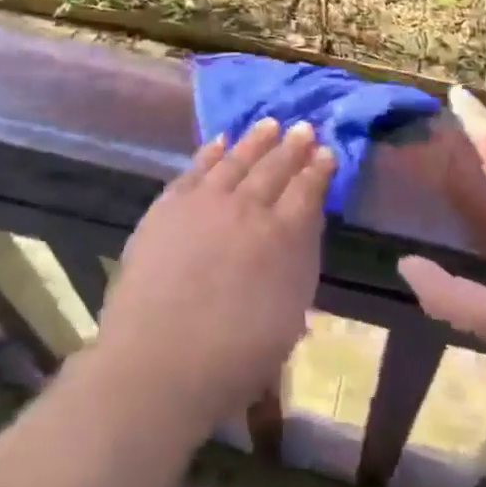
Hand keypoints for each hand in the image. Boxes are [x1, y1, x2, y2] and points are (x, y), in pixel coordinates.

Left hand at [93, 119, 334, 437]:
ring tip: (270, 123)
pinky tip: (220, 141)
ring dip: (256, 140)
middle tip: (304, 128)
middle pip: (275, 168)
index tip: (328, 152)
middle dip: (293, 146)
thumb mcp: (289, 316)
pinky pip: (195, 168)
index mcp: (284, 237)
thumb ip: (300, 262)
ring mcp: (206, 202)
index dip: (319, 170)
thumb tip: (305, 225)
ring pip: (237, 159)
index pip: (308, 191)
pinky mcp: (169, 205)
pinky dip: (211, 152)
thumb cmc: (233, 358)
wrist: (158, 362)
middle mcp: (249, 208)